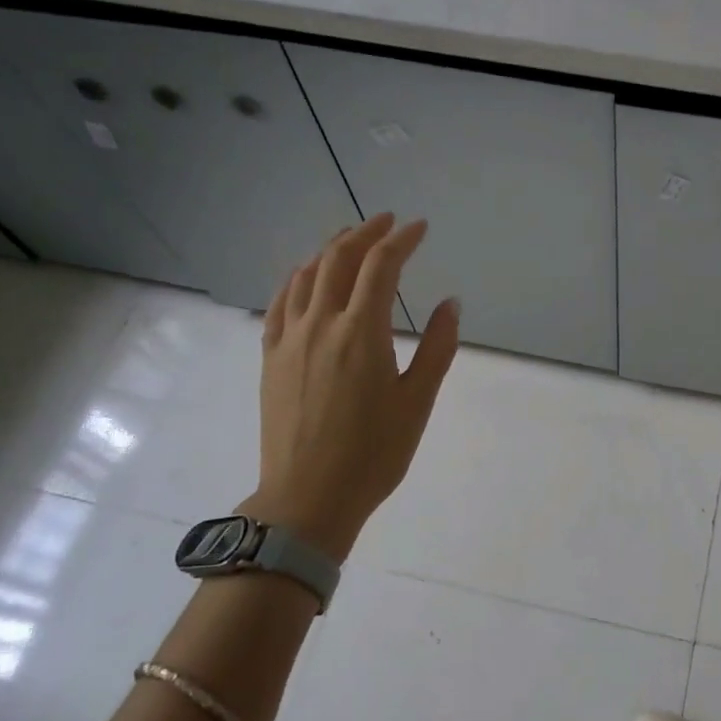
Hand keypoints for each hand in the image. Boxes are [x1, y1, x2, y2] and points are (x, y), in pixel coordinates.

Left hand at [237, 213, 459, 561]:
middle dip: (365, 233)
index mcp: (362, 333)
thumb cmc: (373, 454)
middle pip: (338, 260)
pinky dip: (296, 279)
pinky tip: (306, 277)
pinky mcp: (271, 358)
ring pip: (305, 276)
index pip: (381, 266)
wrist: (307, 498)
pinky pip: (280, 303)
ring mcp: (289, 339)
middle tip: (387, 222)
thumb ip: (436, 348)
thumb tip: (450, 303)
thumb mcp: (417, 402)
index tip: (420, 227)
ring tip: (349, 239)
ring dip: (329, 249)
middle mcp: (321, 324)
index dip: (401, 240)